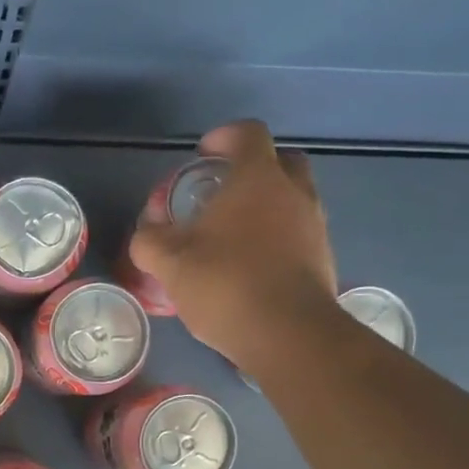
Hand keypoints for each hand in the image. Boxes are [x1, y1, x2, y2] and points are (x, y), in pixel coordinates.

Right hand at [128, 120, 337, 368]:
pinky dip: (277, 238)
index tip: (202, 154)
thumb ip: (150, 242)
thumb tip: (146, 233)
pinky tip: (251, 266)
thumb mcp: (170, 264)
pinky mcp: (323, 258)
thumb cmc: (226, 285)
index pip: (247, 133)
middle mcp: (294, 192)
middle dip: (251, 169)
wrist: (288, 334)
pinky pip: (298, 232)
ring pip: (292, 198)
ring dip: (266, 206)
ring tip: (233, 235)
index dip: (223, 136)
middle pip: (280, 161)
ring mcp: (314, 225)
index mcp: (258, 179)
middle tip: (222, 193)